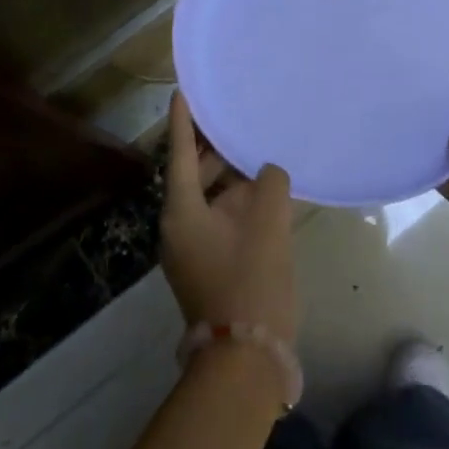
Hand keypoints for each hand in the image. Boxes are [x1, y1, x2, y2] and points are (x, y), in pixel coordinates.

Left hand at [162, 93, 297, 344]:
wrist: (246, 357)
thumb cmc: (251, 281)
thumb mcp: (268, 224)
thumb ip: (270, 185)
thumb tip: (268, 172)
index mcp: (181, 211)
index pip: (181, 154)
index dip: (184, 121)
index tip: (183, 90)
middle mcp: (178, 226)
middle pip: (193, 174)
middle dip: (214, 147)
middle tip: (237, 115)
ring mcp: (192, 249)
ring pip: (209, 198)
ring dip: (230, 176)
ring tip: (257, 148)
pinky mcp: (209, 265)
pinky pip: (219, 219)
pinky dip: (237, 201)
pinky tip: (265, 191)